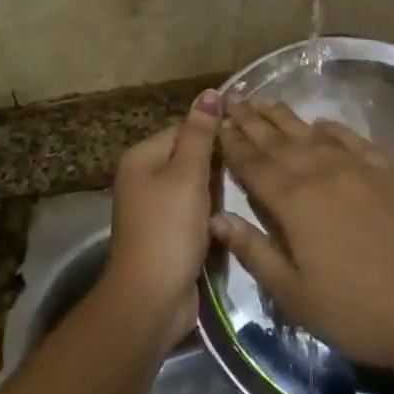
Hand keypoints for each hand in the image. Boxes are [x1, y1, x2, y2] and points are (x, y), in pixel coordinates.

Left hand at [104, 90, 221, 342]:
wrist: (150, 301)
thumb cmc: (168, 230)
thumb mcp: (188, 176)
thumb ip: (201, 134)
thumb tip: (210, 92)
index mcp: (142, 158)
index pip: (184, 129)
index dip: (213, 133)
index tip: (246, 140)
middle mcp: (143, 179)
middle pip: (189, 157)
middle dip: (217, 164)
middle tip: (251, 166)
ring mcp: (154, 209)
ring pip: (195, 187)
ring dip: (217, 191)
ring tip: (246, 190)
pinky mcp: (168, 235)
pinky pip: (194, 212)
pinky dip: (211, 214)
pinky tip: (231, 218)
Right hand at [212, 101, 393, 374]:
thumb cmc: (359, 311)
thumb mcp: (295, 295)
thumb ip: (254, 252)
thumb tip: (216, 218)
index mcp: (294, 202)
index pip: (254, 165)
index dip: (233, 143)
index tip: (217, 122)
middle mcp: (323, 172)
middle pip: (280, 141)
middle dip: (253, 120)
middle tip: (234, 98)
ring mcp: (361, 167)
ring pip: (315, 134)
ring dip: (288, 119)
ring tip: (267, 103)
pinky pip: (356, 140)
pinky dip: (335, 130)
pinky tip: (325, 124)